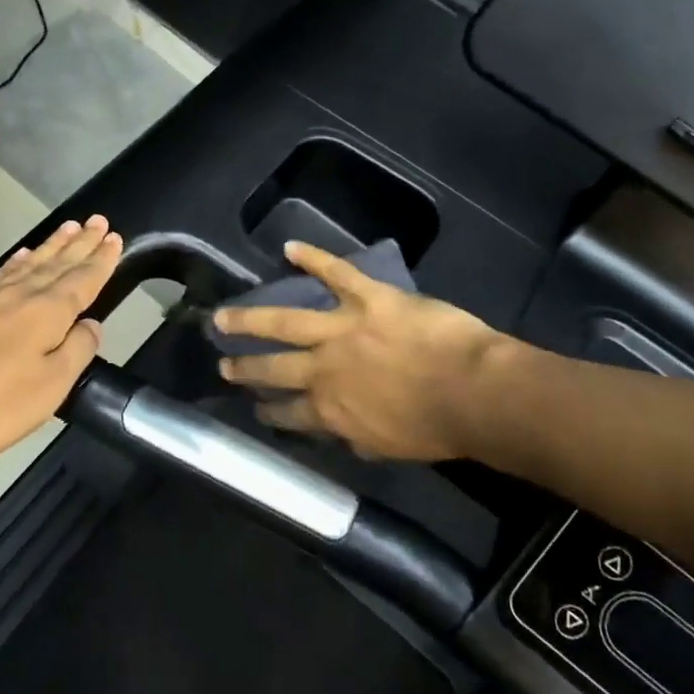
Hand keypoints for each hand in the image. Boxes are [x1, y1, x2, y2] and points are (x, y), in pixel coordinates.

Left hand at [0, 215, 122, 465]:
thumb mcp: (51, 386)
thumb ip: (77, 350)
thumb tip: (92, 325)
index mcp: (48, 312)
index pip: (83, 279)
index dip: (101, 260)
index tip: (115, 238)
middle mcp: (22, 294)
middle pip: (59, 263)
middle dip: (81, 242)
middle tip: (98, 221)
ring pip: (31, 262)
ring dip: (54, 245)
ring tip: (69, 227)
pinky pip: (3, 272)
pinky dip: (19, 260)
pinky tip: (24, 254)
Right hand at [213, 241, 502, 460]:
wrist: (471, 392)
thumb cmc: (438, 427)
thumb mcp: (390, 445)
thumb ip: (359, 436)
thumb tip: (344, 434)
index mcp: (332, 410)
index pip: (290, 414)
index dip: (269, 412)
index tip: (255, 409)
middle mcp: (324, 369)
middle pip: (274, 368)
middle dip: (245, 368)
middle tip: (223, 364)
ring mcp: (342, 329)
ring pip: (284, 320)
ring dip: (251, 319)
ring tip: (224, 316)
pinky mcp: (367, 297)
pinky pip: (336, 272)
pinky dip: (312, 257)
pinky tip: (290, 248)